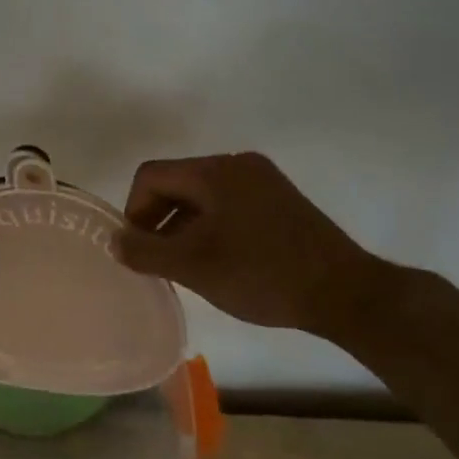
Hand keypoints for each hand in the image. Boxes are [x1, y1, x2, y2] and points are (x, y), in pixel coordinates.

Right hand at [115, 153, 383, 337]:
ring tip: (187, 267)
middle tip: (158, 262)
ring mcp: (263, 181)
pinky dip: (210, 228)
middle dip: (158, 221)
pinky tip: (218, 262)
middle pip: (177, 183)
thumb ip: (145, 252)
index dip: (133, 211)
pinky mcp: (280, 201)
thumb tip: (115, 242)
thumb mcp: (193, 266)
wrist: (344, 293)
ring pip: (202, 197)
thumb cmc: (261, 274)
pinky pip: (228, 205)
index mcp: (215, 171)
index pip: (151, 176)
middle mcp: (238, 165)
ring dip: (183, 227)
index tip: (139, 251)